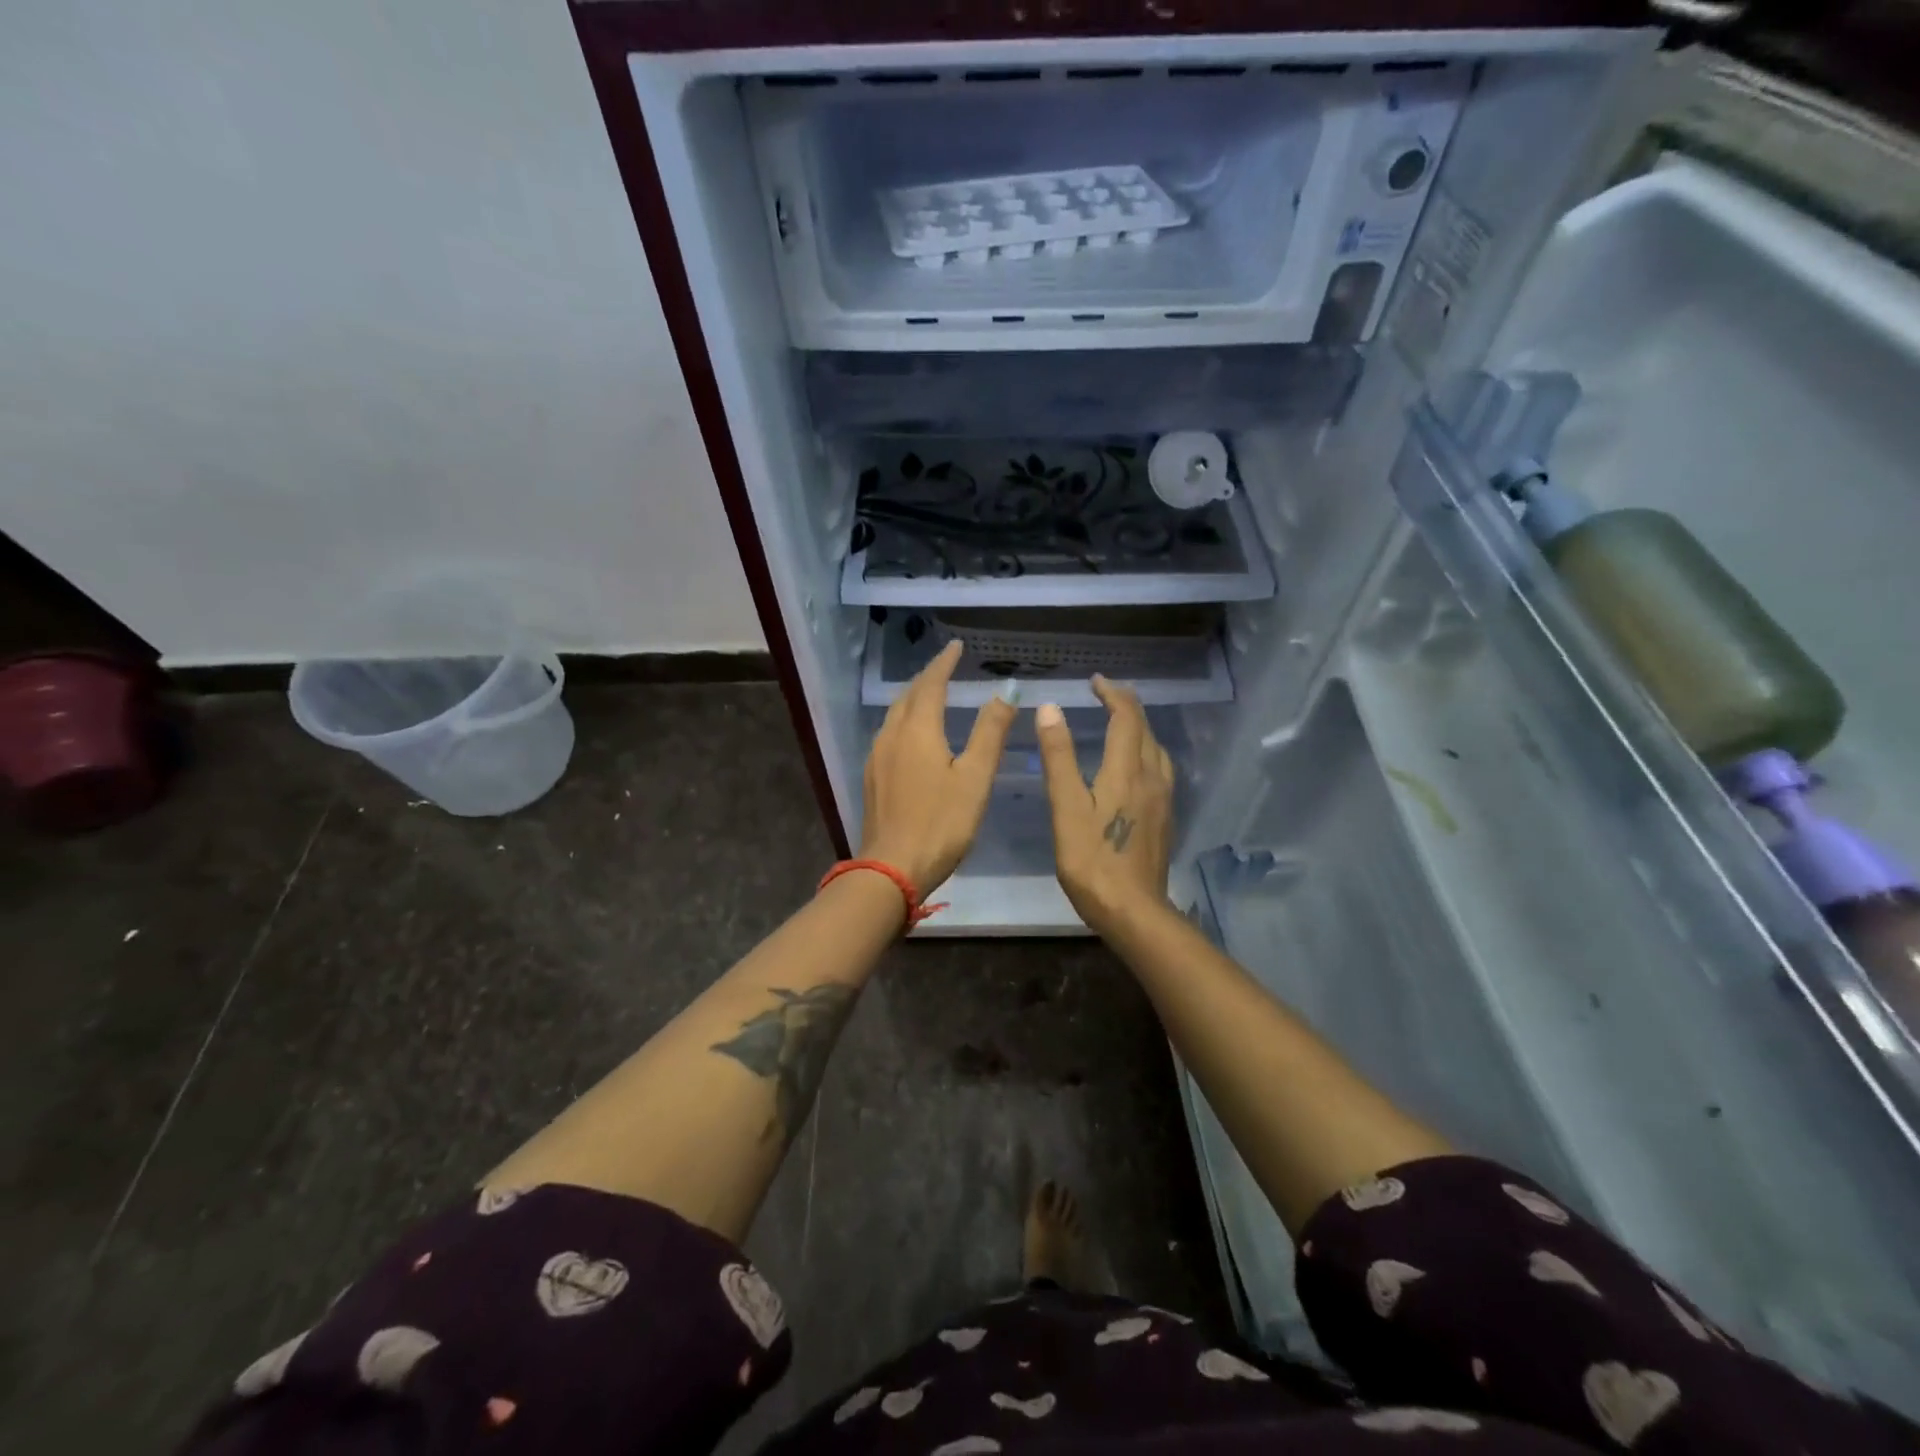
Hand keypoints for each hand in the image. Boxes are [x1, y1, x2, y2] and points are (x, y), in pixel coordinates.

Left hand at [860, 639, 1016, 893]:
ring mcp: (877, 757)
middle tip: (946, 667)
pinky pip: (888, 735)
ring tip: (931, 695)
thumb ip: (990, 732)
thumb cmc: (941, 823)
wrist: (892, 869)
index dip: (944, 662)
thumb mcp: (975, 777)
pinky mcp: (872, 778)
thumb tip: (1006, 690)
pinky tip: (912, 736)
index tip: (956, 646)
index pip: (931, 684)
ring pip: (894, 715)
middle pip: (908, 696)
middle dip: (927, 678)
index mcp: (918, 730)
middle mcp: (891, 736)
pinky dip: (904, 722)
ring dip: (913, 699)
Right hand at [1035, 677, 1174, 935]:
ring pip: (1156, 749)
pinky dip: (1146, 751)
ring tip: (1121, 723)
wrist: (1134, 911)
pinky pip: (1160, 769)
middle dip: (1127, 705)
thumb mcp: (1066, 807)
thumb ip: (1059, 756)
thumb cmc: (1092, 861)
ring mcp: (1164, 799)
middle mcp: (1152, 777)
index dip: (1113, 693)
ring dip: (1139, 728)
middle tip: (1105, 693)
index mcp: (1127, 771)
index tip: (1095, 681)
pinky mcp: (1165, 818)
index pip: (1126, 717)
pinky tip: (1135, 766)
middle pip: (1145, 729)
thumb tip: (1051, 708)